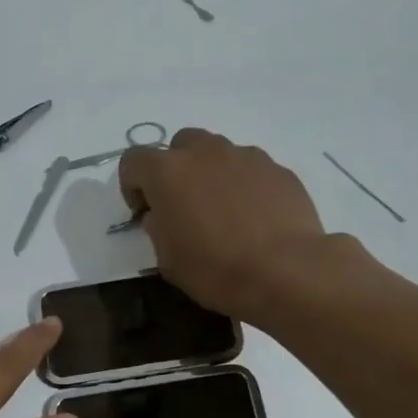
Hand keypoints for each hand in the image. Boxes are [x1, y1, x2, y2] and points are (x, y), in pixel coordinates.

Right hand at [118, 128, 330, 318]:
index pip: (133, 161)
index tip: (143, 213)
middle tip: (184, 206)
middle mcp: (205, 152)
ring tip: (223, 212)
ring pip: (218, 154)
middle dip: (175, 170)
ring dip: (211, 175)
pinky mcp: (278, 169)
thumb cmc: (215, 269)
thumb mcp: (168, 259)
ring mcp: (246, 156)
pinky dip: (244, 187)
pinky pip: (251, 170)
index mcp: (168, 172)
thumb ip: (158, 227)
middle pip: (180, 145)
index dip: (132, 186)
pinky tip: (254, 219)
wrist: (285, 271)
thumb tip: (162, 214)